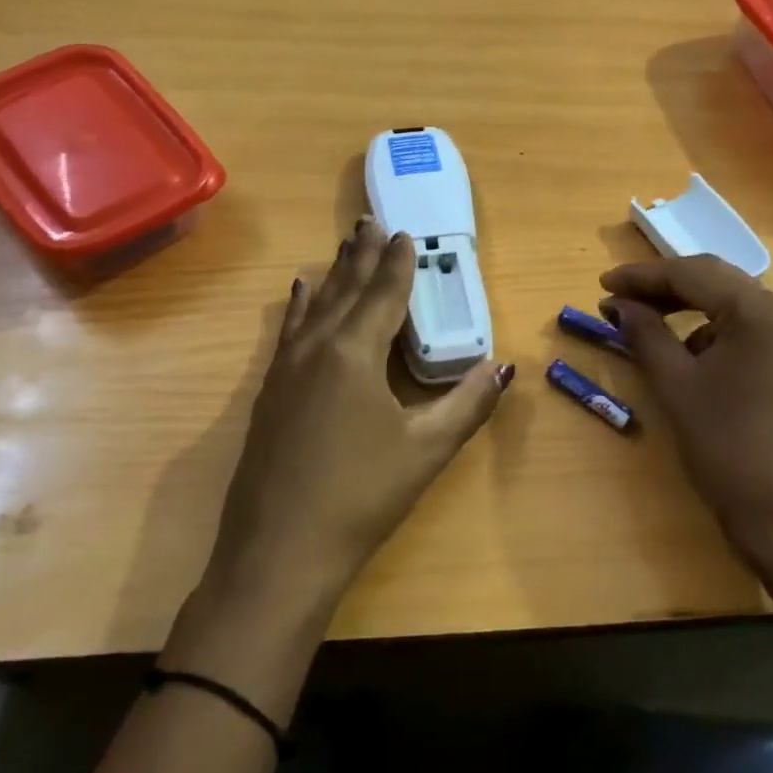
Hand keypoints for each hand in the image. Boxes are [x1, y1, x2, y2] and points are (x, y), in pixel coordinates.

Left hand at [210, 218, 514, 603]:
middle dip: (361, 254)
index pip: (383, 295)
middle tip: (370, 221)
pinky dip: (302, 305)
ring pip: (315, 305)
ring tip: (343, 245)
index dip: (397, 263)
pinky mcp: (269, 392)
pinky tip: (300, 295)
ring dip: (333, 274)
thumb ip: (468, 404)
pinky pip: (290, 330)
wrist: (278, 552)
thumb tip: (503, 367)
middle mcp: (317, 348)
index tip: (405, 233)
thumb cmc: (361, 496)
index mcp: (354, 353)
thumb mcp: (426, 450)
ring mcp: (285, 370)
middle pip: (345, 289)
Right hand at [600, 255, 772, 567]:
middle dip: (662, 287)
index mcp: (758, 309)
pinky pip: (745, 330)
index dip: (641, 276)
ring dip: (686, 308)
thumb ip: (645, 333)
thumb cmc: (728, 447)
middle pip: (714, 280)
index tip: (601, 284)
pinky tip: (685, 355)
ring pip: (730, 304)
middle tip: (618, 298)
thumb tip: (619, 304)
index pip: (691, 274)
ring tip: (644, 324)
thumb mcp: (676, 385)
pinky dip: (710, 332)